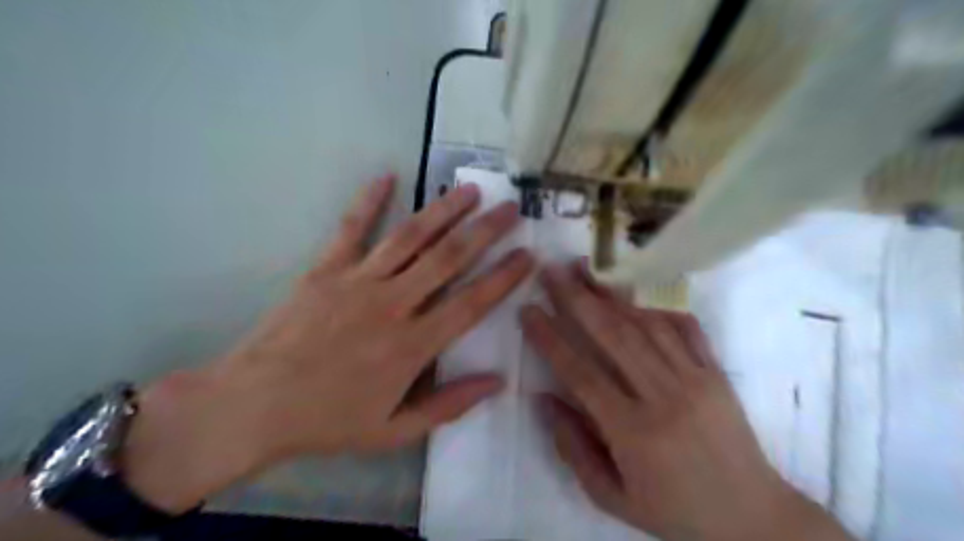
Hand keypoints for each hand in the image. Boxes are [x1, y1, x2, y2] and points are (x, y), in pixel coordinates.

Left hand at [120, 175, 534, 512]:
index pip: (472, 303)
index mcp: (412, 346)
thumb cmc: (327, 421)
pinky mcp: (326, 270)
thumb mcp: (394, 431)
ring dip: (443, 210)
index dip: (504, 277)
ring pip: (410, 237)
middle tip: (511, 208)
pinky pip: (351, 228)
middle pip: (448, 258)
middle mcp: (393, 304)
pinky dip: (369, 200)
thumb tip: (498, 381)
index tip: (528, 255)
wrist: (252, 406)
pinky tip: (386, 175)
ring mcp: (358, 282)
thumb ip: (449, 405)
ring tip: (470, 190)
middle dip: (485, 231)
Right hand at [520, 264, 848, 540]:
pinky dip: (656, 308)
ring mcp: (695, 378)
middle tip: (552, 271)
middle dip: (576, 298)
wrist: (754, 519)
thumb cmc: (676, 512)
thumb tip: (543, 399)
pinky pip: (685, 328)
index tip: (528, 310)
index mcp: (634, 432)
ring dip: (611, 294)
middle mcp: (664, 396)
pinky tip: (633, 297)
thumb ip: (573, 448)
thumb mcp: (612, 498)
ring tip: (586, 270)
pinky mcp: (716, 372)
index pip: (580, 372)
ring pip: (646, 324)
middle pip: (612, 335)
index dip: (550, 338)